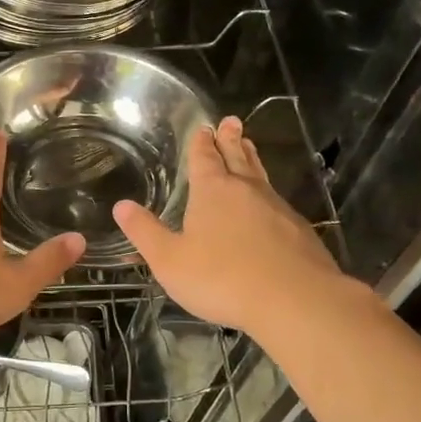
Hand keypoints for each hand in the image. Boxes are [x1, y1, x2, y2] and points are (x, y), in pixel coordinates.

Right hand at [114, 116, 345, 338]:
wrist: (294, 300)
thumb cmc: (221, 278)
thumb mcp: (170, 260)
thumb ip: (145, 232)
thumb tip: (121, 205)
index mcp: (212, 192)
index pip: (204, 158)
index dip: (201, 143)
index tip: (204, 127)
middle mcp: (246, 191)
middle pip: (237, 157)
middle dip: (231, 140)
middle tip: (232, 121)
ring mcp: (277, 208)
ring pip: (260, 176)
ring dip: (252, 159)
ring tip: (249, 147)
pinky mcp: (299, 230)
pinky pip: (278, 202)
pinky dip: (268, 194)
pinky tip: (270, 204)